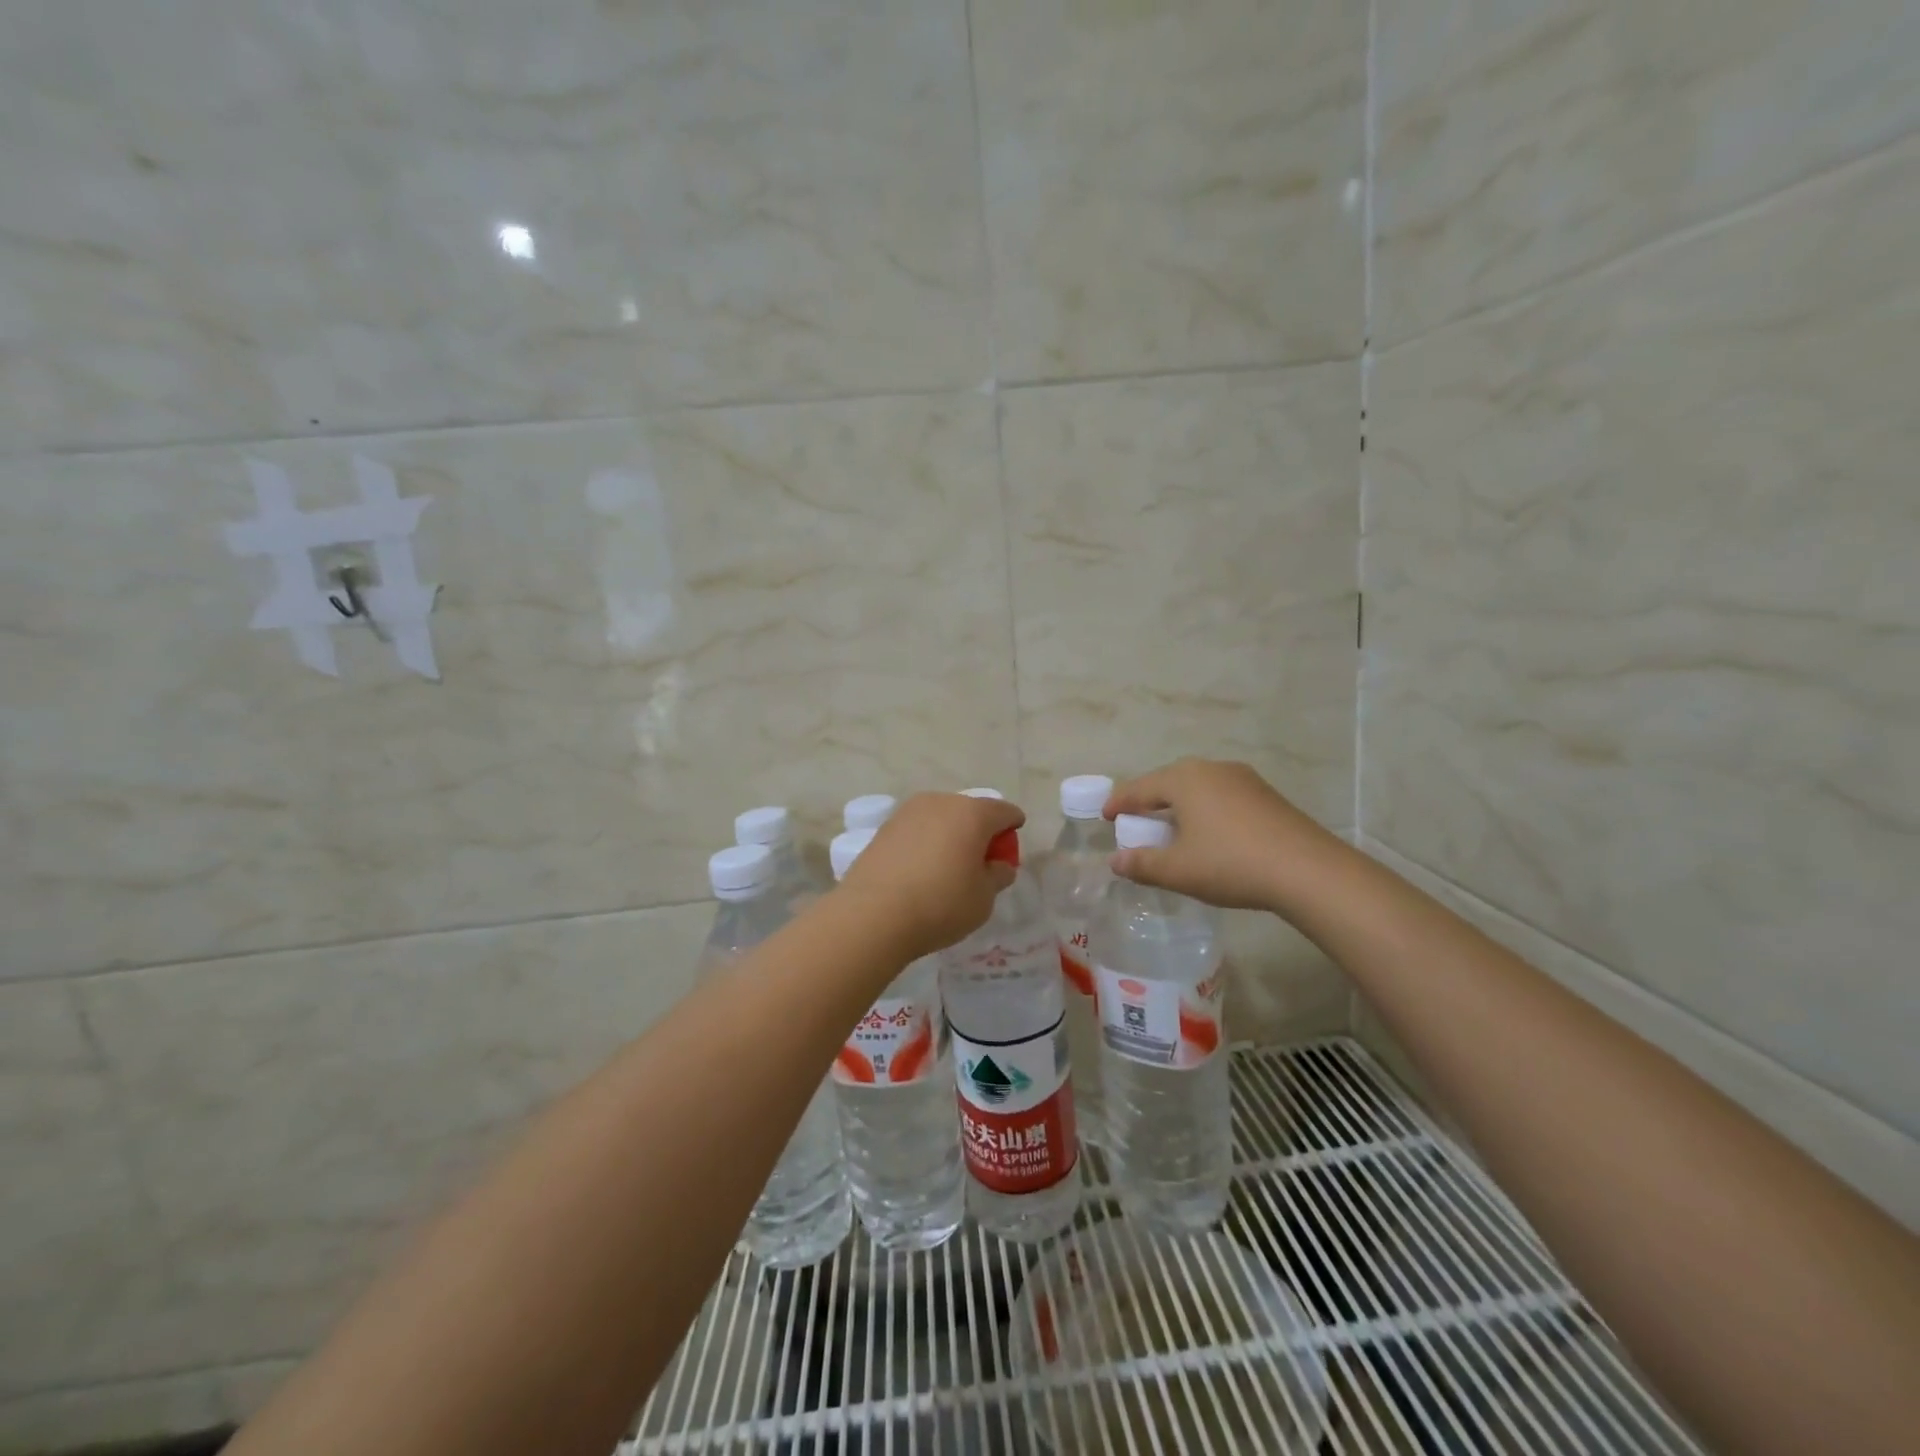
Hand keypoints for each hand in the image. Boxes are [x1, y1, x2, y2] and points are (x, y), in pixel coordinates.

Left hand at [834, 792, 1023, 960]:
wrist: (873, 914)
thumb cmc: (941, 904)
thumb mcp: (984, 898)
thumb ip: (998, 876)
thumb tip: (999, 865)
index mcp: (972, 814)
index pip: (1003, 811)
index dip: (1013, 825)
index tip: (1011, 842)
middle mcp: (940, 802)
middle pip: (970, 811)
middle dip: (980, 830)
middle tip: (981, 859)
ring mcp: (908, 812)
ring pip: (940, 818)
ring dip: (950, 834)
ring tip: (949, 865)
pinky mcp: (884, 828)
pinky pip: (917, 830)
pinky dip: (926, 843)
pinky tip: (922, 869)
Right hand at [1105, 759, 1343, 912]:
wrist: (1307, 870)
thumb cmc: (1231, 864)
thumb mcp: (1178, 870)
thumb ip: (1142, 864)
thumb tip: (1115, 861)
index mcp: (1184, 779)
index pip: (1140, 788)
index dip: (1119, 802)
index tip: (1105, 816)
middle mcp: (1211, 769)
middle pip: (1169, 781)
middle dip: (1149, 800)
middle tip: (1135, 820)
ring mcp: (1243, 778)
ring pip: (1198, 786)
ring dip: (1179, 804)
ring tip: (1171, 826)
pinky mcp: (1266, 794)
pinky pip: (1221, 795)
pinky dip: (1205, 809)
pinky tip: (1209, 831)